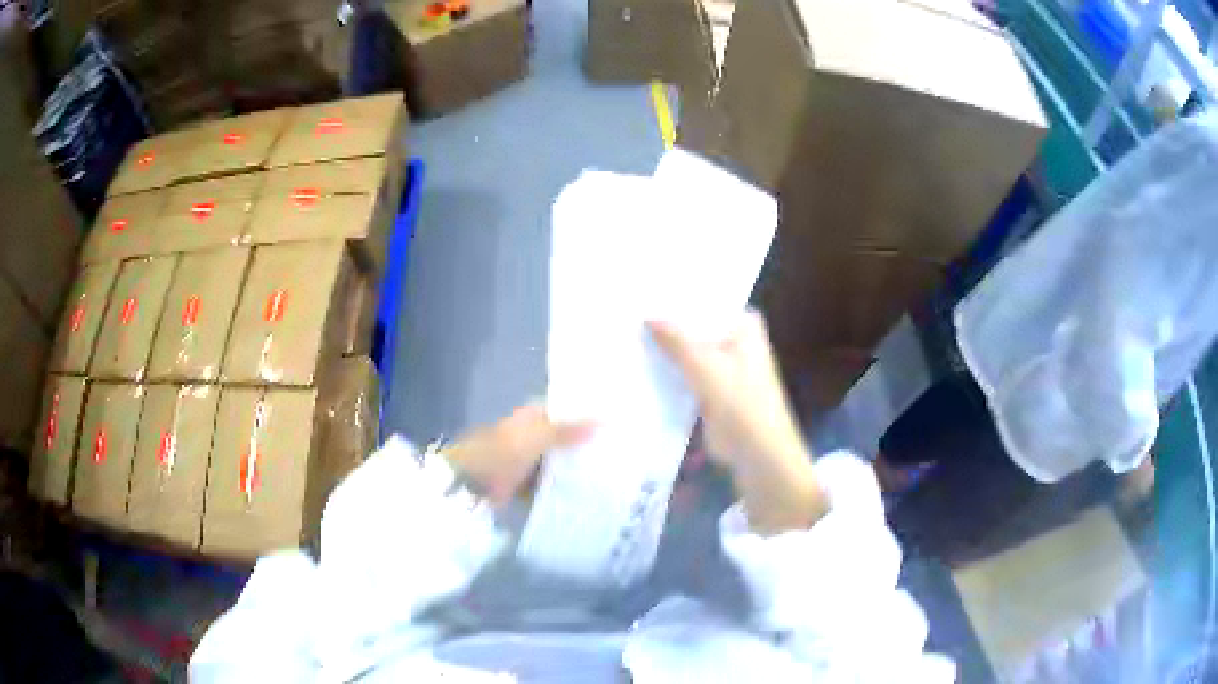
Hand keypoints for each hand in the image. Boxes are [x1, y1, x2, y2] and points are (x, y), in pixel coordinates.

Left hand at [444, 405, 593, 505]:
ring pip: (556, 461)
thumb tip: (603, 422)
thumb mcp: (540, 436)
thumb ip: (569, 431)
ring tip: (607, 471)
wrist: (475, 480)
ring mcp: (527, 459)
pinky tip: (585, 491)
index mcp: (531, 417)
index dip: (581, 415)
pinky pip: (549, 482)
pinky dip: (561, 485)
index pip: (561, 411)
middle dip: (581, 444)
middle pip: (561, 438)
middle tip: (614, 450)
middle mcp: (530, 435)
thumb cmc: (505, 449)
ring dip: (573, 467)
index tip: (608, 422)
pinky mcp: (525, 482)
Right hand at [649, 312, 827, 533]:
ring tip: (627, 335)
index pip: (708, 301)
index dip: (679, 297)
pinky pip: (687, 375)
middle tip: (629, 311)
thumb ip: (675, 338)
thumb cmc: (739, 401)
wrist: (757, 453)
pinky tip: (639, 366)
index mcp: (745, 326)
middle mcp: (737, 341)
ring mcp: (725, 368)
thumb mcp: (703, 364)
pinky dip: (670, 372)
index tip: (646, 290)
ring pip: (690, 352)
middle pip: (697, 327)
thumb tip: (647, 315)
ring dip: (667, 350)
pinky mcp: (713, 392)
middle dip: (669, 324)